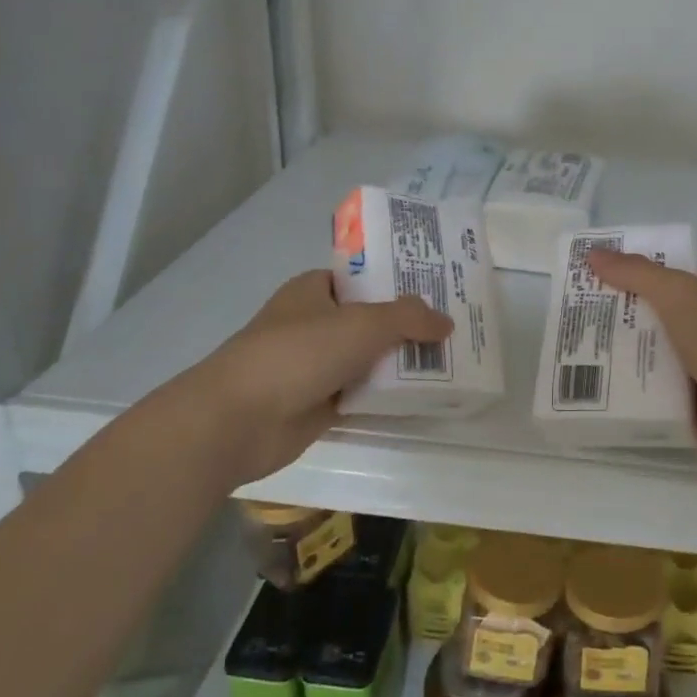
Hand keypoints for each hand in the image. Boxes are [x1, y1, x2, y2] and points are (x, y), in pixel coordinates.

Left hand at [189, 270, 452, 484]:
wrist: (239, 420)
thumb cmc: (298, 354)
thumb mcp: (363, 324)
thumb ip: (409, 318)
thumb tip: (446, 322)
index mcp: (314, 290)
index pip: (363, 276)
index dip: (399, 279)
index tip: (440, 285)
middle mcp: (315, 322)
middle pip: (372, 318)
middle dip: (409, 322)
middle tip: (457, 323)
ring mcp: (316, 364)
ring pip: (370, 356)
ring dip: (402, 360)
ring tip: (452, 357)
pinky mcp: (320, 402)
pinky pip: (364, 390)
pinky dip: (389, 392)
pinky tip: (426, 392)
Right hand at [587, 250, 696, 472]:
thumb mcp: (678, 294)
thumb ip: (637, 273)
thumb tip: (593, 254)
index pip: (685, 282)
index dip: (650, 279)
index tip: (612, 284)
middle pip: (673, 318)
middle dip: (638, 319)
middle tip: (596, 319)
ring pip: (670, 354)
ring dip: (640, 355)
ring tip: (595, 351)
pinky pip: (670, 388)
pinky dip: (647, 388)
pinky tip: (614, 386)